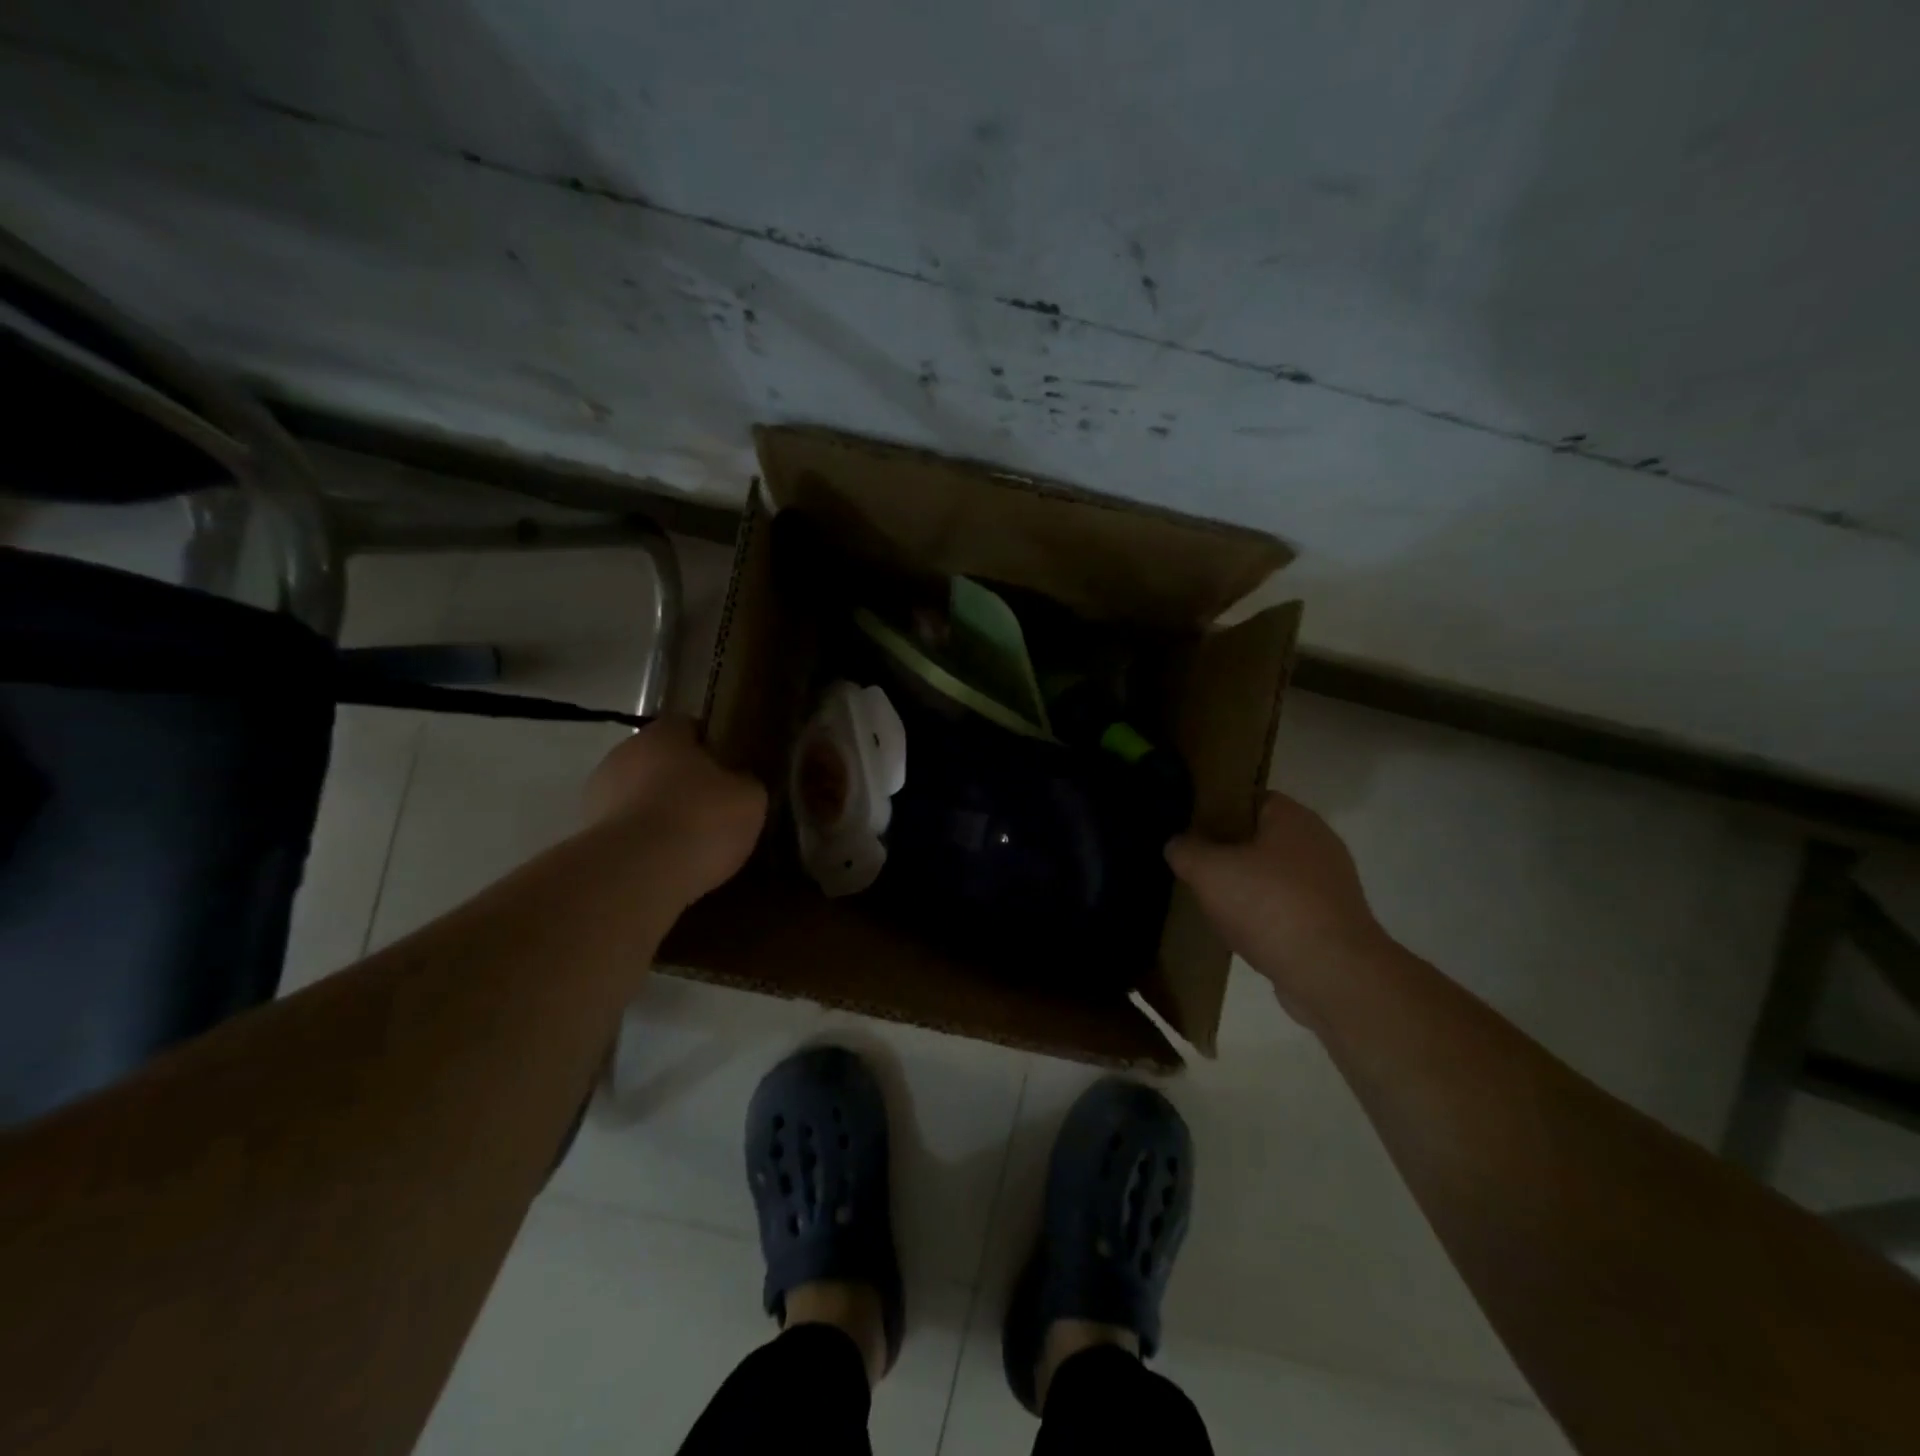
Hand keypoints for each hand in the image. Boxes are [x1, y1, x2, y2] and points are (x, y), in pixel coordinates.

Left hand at [584, 717, 766, 900]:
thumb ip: (744, 783)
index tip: (730, 772)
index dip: (712, 747)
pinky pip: (627, 832)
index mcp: (664, 734)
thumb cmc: (700, 820)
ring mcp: (598, 795)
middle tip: (713, 810)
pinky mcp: (587, 835)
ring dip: (659, 813)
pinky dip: (644, 843)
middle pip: (660, 762)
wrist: (638, 875)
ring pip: (639, 797)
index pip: (689, 727)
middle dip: (682, 782)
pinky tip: (667, 864)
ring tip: (690, 845)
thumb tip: (738, 783)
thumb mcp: (749, 798)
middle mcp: (624, 753)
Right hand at [1166, 791, 1389, 1015]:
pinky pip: (1287, 909)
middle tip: (1193, 866)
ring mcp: (1329, 885)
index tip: (1188, 829)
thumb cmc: (1270, 906)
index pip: (1248, 798)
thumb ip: (1185, 850)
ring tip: (1211, 902)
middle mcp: (1318, 843)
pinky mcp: (1332, 922)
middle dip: (1226, 852)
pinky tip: (1239, 932)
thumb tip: (1177, 844)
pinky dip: (1264, 917)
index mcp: (1293, 818)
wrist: (1333, 975)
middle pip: (1260, 838)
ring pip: (1272, 876)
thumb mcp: (1208, 871)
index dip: (1215, 809)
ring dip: (1245, 887)